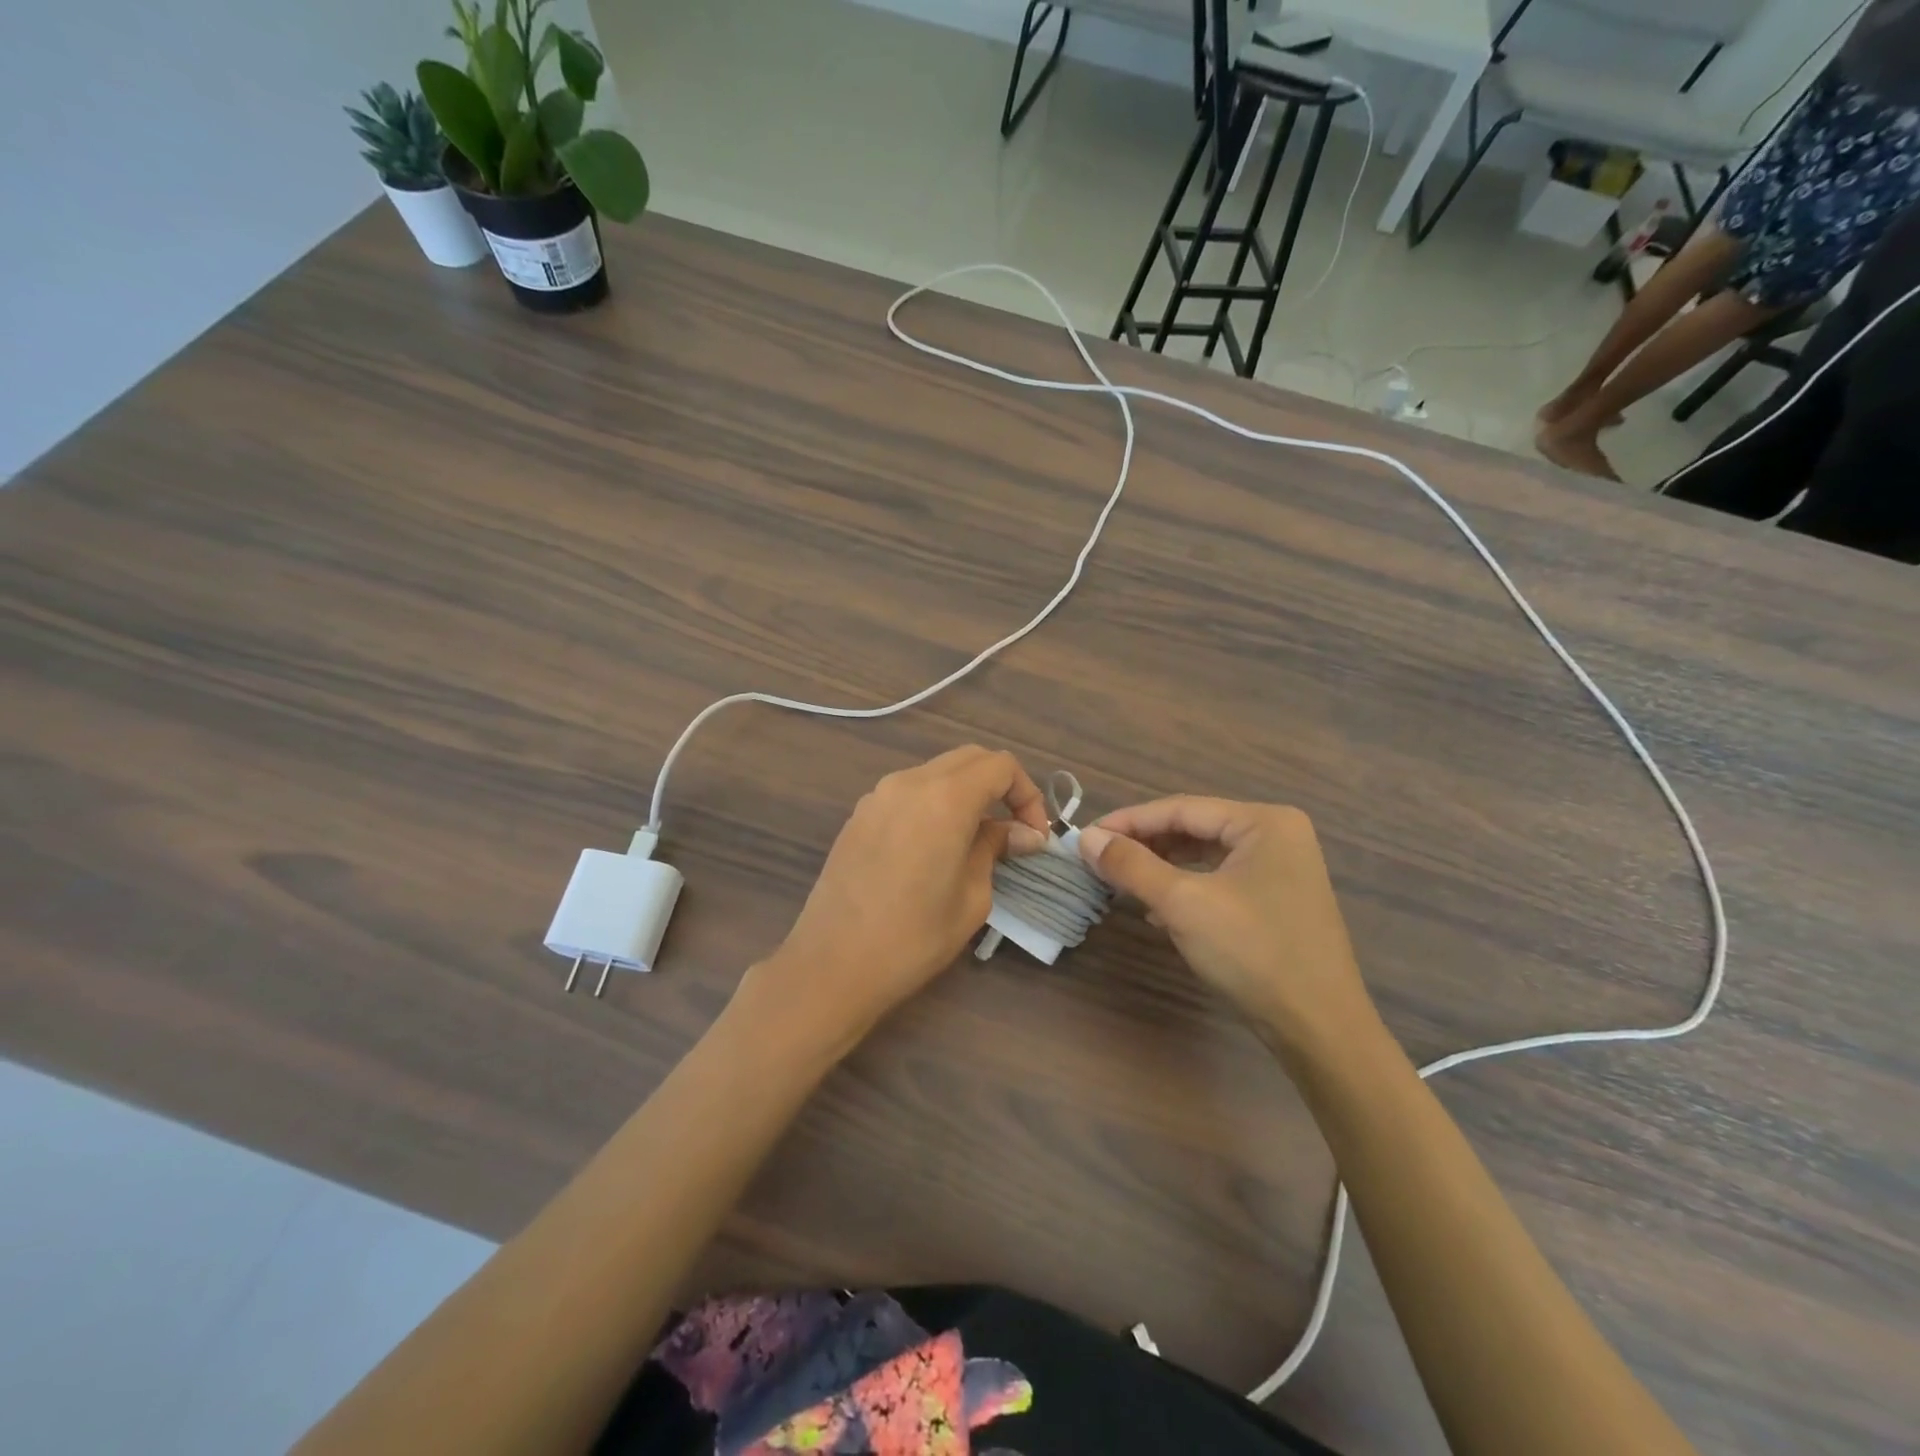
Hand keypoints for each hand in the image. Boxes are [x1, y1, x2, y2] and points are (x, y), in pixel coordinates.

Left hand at [736, 747, 1050, 1057]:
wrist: (832, 964)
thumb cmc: (913, 937)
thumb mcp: (972, 897)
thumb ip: (995, 849)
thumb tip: (1023, 834)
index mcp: (945, 797)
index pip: (1001, 766)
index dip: (1027, 794)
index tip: (1034, 836)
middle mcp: (909, 782)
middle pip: (969, 759)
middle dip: (1000, 787)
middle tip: (1014, 831)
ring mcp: (878, 796)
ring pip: (936, 773)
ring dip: (966, 794)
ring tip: (977, 840)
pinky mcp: (859, 815)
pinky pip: (908, 793)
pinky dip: (934, 805)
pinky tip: (936, 847)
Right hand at [1077, 799, 1374, 1048]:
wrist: (1319, 1029)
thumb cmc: (1253, 953)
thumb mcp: (1183, 904)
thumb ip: (1131, 865)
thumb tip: (1086, 838)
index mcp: (1264, 822)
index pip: (1181, 809)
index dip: (1129, 821)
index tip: (1086, 837)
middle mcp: (1277, 835)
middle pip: (1194, 829)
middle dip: (1145, 845)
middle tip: (1100, 860)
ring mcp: (1282, 869)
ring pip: (1205, 856)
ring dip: (1161, 868)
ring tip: (1122, 883)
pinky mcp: (1278, 900)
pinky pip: (1220, 880)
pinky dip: (1186, 888)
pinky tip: (1158, 911)